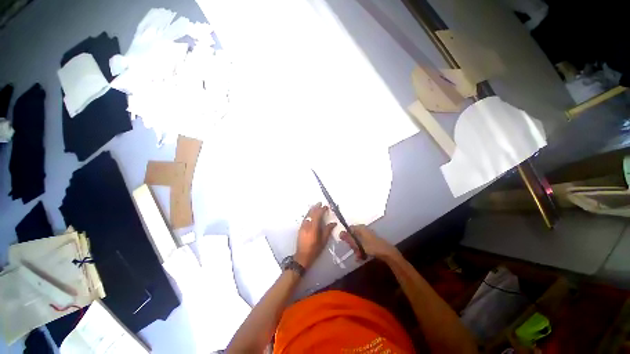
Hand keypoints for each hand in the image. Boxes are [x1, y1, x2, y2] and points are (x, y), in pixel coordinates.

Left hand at [295, 203, 336, 268]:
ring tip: (315, 206)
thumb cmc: (314, 249)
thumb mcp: (323, 241)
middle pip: (311, 213)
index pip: (317, 215)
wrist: (302, 257)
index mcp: (313, 227)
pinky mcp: (300, 228)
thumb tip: (333, 223)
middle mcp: (307, 225)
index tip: (326, 207)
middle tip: (320, 203)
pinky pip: (305, 218)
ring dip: (311, 209)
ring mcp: (302, 226)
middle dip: (316, 207)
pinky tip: (310, 214)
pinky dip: (308, 214)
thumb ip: (328, 230)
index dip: (322, 209)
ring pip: (307, 215)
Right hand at [340, 225, 399, 261]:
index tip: (346, 243)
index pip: (349, 229)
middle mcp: (363, 230)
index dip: (347, 236)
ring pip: (358, 241)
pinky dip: (361, 250)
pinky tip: (361, 257)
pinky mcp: (370, 241)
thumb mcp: (359, 244)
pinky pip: (362, 244)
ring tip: (359, 256)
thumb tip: (340, 233)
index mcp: (360, 228)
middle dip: (353, 245)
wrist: (387, 253)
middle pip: (353, 236)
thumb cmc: (372, 247)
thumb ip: (349, 239)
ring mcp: (367, 235)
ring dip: (357, 249)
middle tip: (354, 251)